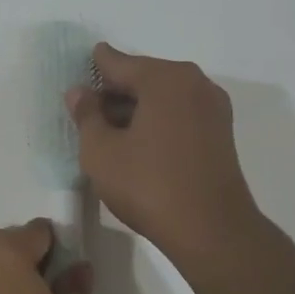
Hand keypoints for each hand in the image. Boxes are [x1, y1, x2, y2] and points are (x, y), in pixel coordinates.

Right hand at [67, 42, 263, 271]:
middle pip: (142, 77)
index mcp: (165, 78)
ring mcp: (212, 108)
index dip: (92, 69)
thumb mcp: (100, 151)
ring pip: (161, 97)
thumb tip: (80, 92)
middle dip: (113, 92)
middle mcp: (194, 83)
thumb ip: (86, 115)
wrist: (211, 231)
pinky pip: (178, 114)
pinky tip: (135, 144)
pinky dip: (155, 121)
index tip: (74, 77)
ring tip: (107, 132)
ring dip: (134, 109)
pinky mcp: (219, 133)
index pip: (117, 62)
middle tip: (86, 113)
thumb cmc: (148, 185)